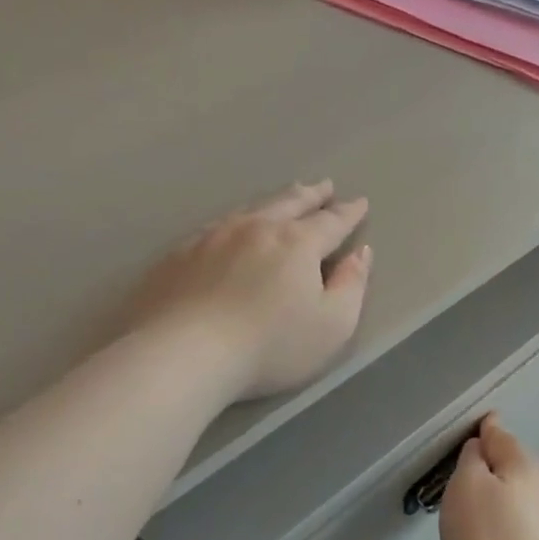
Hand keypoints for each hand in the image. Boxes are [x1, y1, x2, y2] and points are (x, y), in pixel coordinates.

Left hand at [129, 181, 371, 402]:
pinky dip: (232, 221)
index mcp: (297, 243)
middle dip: (311, 194)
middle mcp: (255, 229)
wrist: (185, 353)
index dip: (348, 213)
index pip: (331, 222)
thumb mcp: (332, 326)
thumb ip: (352, 286)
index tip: (359, 202)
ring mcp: (212, 237)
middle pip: (289, 203)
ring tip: (283, 197)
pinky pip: (213, 226)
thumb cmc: (270, 346)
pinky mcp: (178, 254)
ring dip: (272, 201)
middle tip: (323, 186)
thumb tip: (360, 253)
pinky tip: (228, 227)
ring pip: (250, 209)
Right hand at [438, 416, 538, 539]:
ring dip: (501, 493)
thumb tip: (482, 448)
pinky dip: (505, 518)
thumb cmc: (483, 531)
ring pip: (519, 494)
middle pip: (514, 465)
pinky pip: (520, 520)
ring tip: (475, 505)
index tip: (481, 423)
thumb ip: (473, 458)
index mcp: (525, 465)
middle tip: (466, 472)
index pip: (502, 436)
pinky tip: (490, 533)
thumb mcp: (466, 483)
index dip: (487, 429)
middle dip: (495, 464)